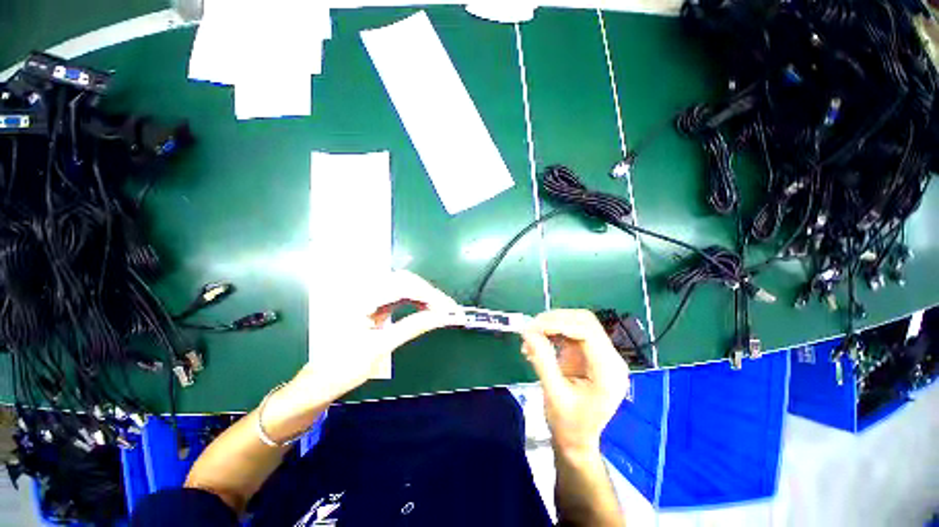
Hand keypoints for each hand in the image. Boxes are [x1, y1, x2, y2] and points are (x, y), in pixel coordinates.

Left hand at [292, 270, 459, 405]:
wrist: (319, 381)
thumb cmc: (344, 368)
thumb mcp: (381, 348)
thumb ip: (413, 327)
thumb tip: (443, 316)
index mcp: (360, 299)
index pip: (404, 287)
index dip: (431, 296)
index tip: (450, 309)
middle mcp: (362, 290)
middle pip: (405, 281)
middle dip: (430, 294)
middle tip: (449, 310)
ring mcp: (366, 295)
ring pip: (403, 285)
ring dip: (425, 296)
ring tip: (442, 310)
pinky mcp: (371, 301)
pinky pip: (398, 294)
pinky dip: (415, 300)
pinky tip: (426, 308)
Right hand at [521, 309, 629, 455]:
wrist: (577, 440)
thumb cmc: (568, 424)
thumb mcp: (554, 394)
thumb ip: (542, 361)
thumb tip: (527, 331)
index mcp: (608, 372)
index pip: (588, 333)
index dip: (560, 324)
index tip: (533, 327)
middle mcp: (609, 358)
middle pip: (584, 322)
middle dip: (555, 320)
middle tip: (529, 329)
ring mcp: (600, 354)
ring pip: (577, 322)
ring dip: (552, 324)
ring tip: (530, 336)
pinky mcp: (588, 353)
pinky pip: (570, 332)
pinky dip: (552, 332)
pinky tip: (537, 341)